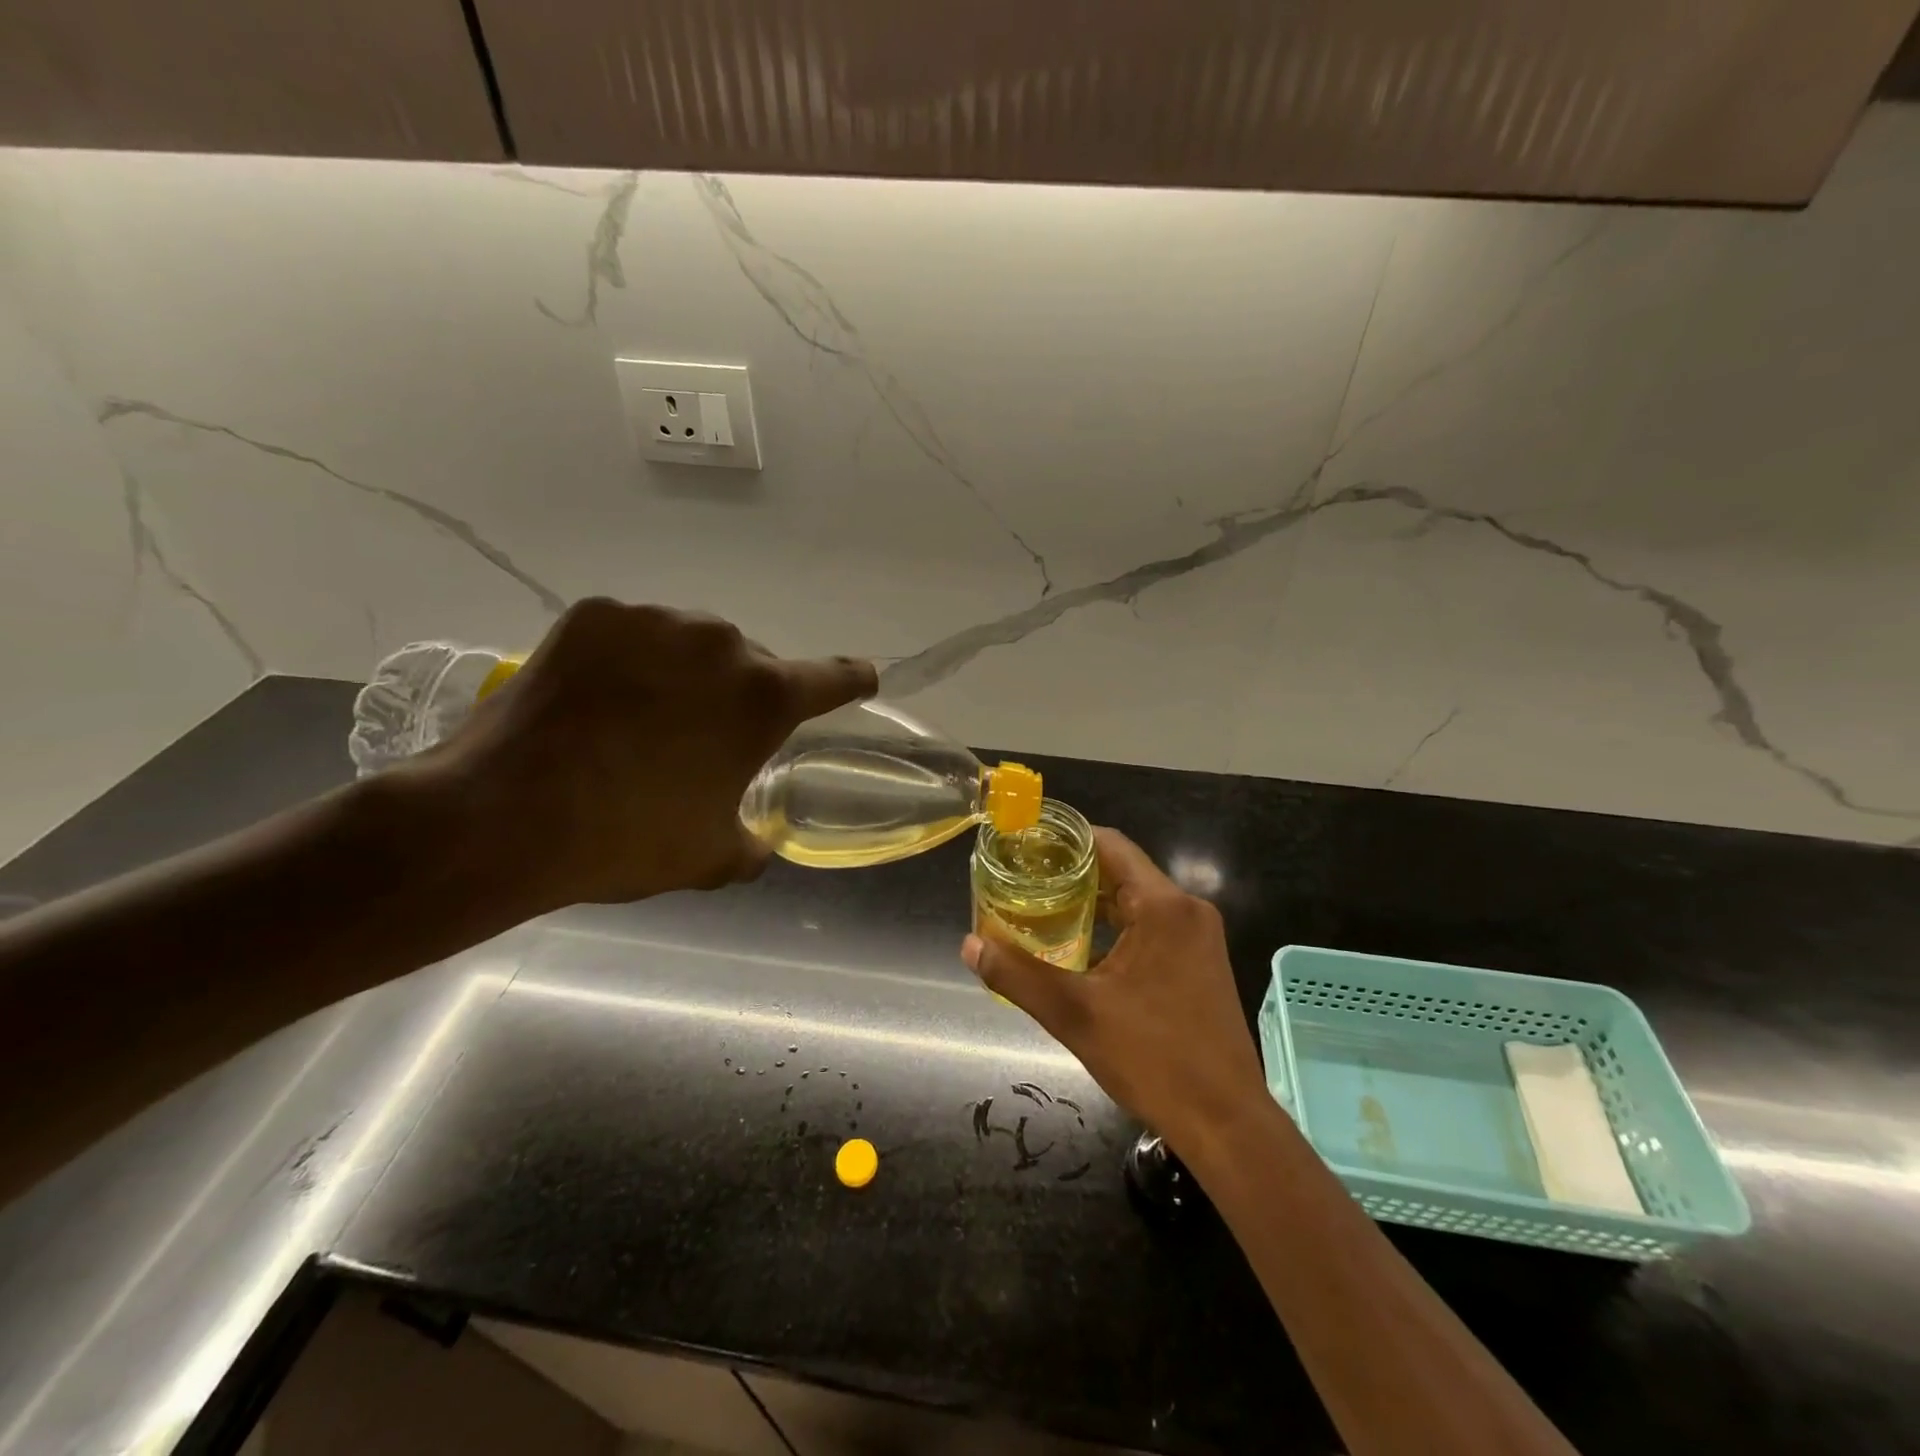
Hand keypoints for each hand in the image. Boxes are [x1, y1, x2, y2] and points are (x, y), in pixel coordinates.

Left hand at [405, 598, 874, 909]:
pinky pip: (633, 635)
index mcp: (764, 696)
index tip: (861, 679)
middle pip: (750, 663)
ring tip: (641, 721)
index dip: (851, 680)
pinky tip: (599, 700)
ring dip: (684, 675)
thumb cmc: (628, 838)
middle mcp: (720, 642)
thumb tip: (756, 841)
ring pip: (691, 645)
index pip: (833, 677)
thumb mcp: (711, 856)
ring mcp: (654, 621)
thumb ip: (752, 843)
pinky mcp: (595, 616)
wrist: (504, 816)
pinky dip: (628, 662)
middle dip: (738, 695)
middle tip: (701, 740)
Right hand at [962, 828, 1269, 1158]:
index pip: (1110, 844)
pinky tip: (1082, 945)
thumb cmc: (1154, 1060)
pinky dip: (1117, 925)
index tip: (1025, 845)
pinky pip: (1152, 924)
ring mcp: (1199, 936)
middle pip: (1122, 869)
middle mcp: (1187, 909)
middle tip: (1023, 880)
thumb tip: (971, 944)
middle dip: (1072, 872)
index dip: (1066, 839)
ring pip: (1137, 899)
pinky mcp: (1201, 961)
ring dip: (1093, 901)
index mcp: (1163, 906)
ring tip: (1042, 908)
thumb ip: (1018, 975)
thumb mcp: (1075, 1015)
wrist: (1227, 1122)